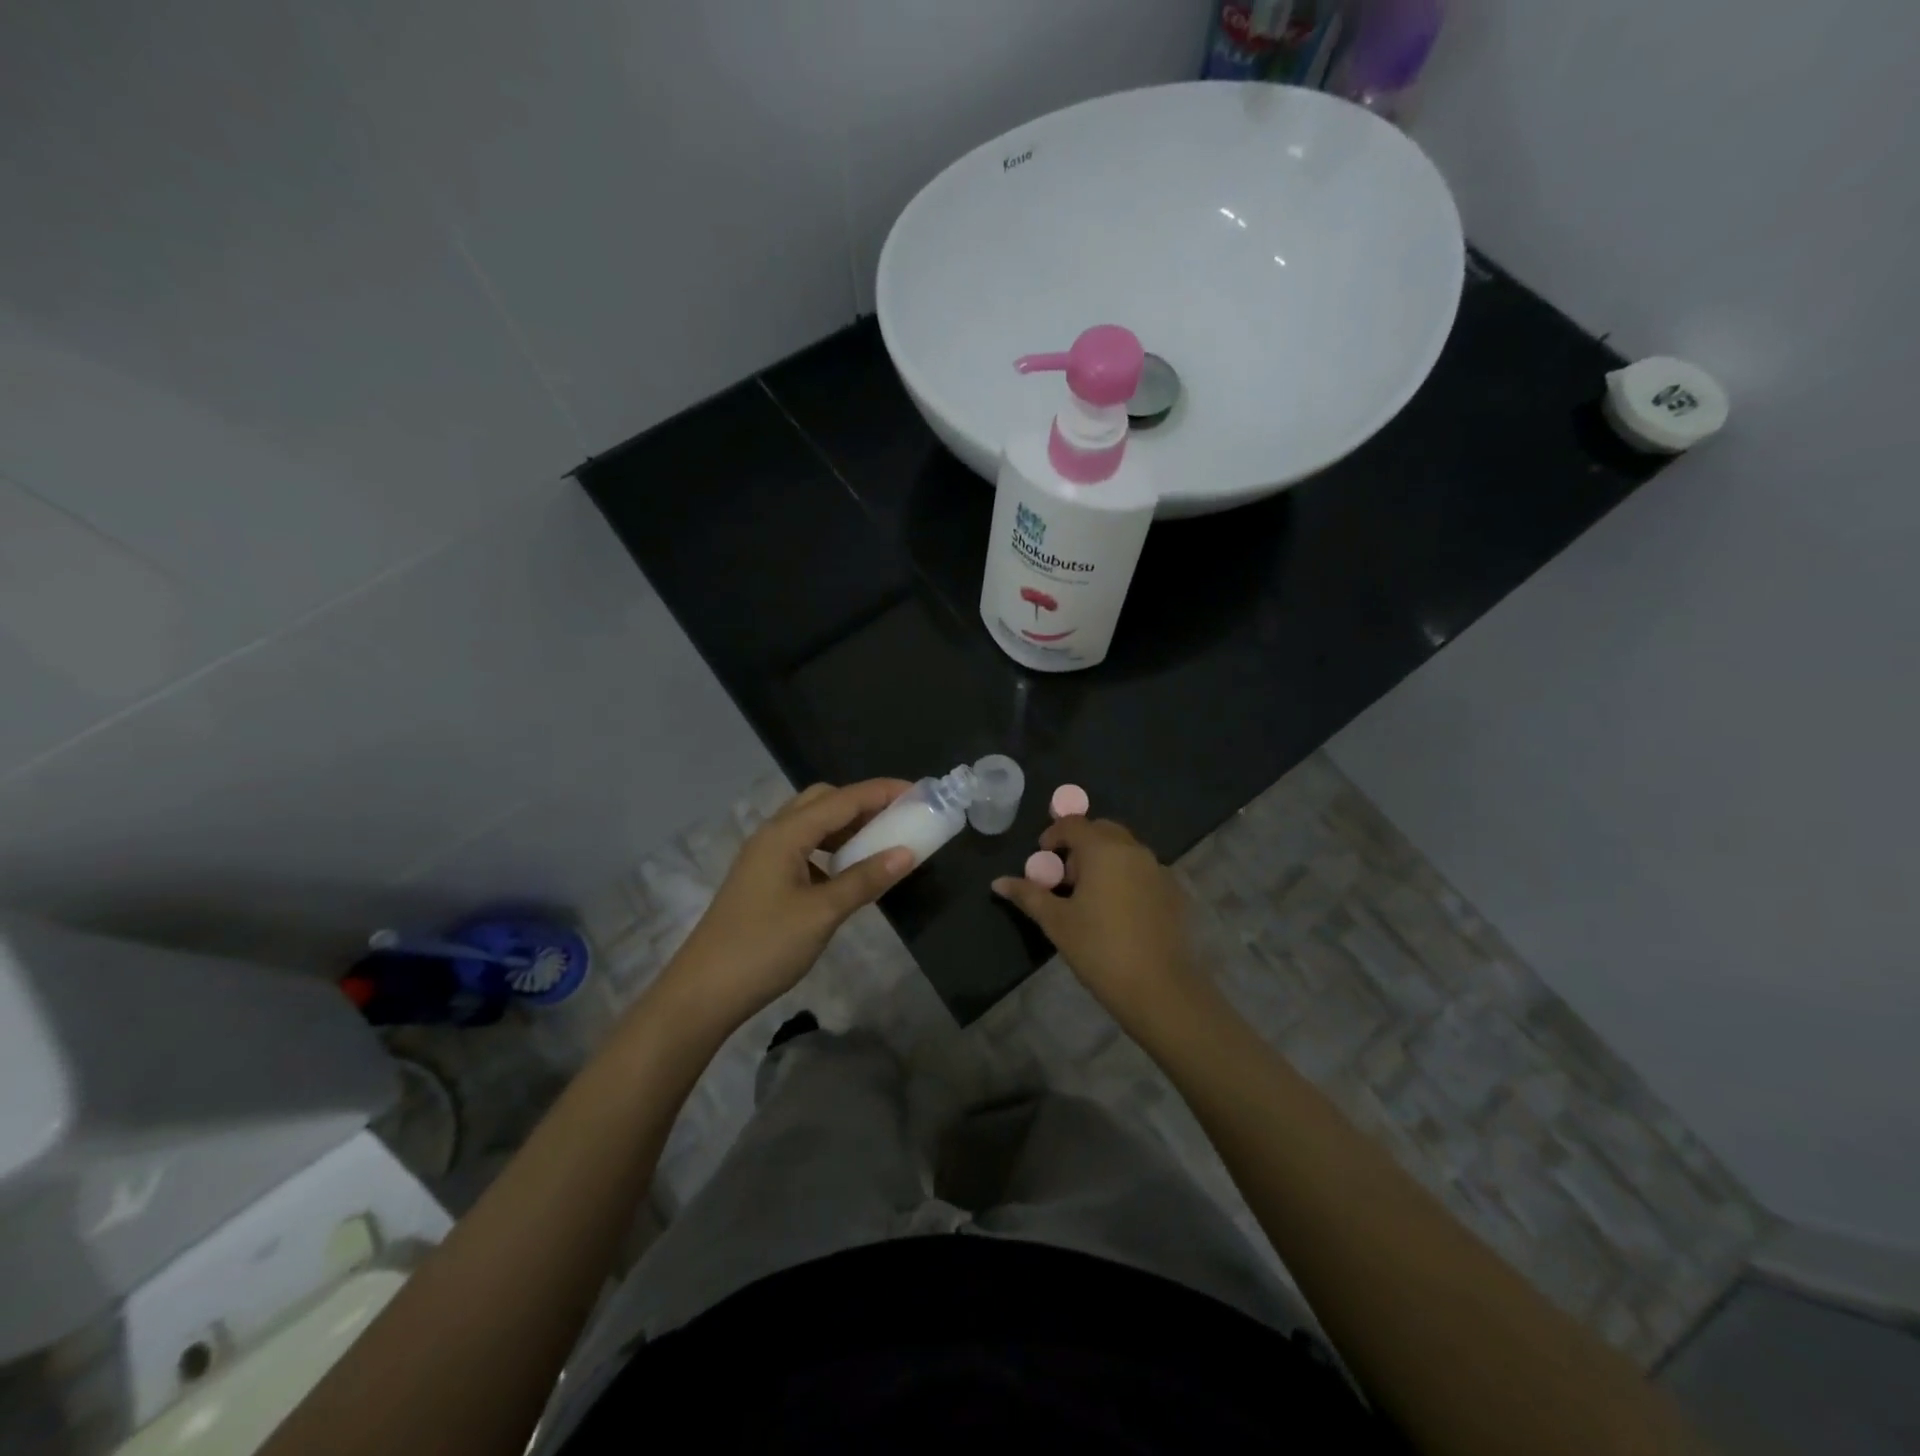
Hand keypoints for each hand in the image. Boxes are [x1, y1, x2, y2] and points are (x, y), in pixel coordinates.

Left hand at [656, 780, 915, 1029]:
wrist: (704, 991)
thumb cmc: (764, 946)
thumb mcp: (822, 913)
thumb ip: (865, 879)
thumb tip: (906, 853)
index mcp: (786, 834)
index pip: (843, 799)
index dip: (881, 792)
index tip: (918, 792)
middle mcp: (773, 834)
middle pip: (823, 800)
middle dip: (862, 803)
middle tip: (897, 818)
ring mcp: (764, 856)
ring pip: (811, 824)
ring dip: (846, 826)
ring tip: (879, 842)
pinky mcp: (763, 878)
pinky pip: (803, 847)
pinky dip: (830, 849)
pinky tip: (846, 872)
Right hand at [992, 816, 1199, 1020]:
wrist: (1158, 988)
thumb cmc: (1099, 949)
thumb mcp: (1056, 922)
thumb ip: (1028, 895)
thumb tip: (998, 882)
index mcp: (1103, 850)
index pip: (1074, 824)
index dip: (1054, 835)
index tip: (1043, 857)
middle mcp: (1133, 850)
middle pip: (1102, 831)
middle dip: (1081, 845)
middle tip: (1066, 877)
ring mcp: (1158, 869)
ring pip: (1125, 850)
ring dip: (1104, 860)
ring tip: (1090, 897)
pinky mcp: (1174, 891)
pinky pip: (1143, 871)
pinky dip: (1126, 877)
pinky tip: (1118, 912)